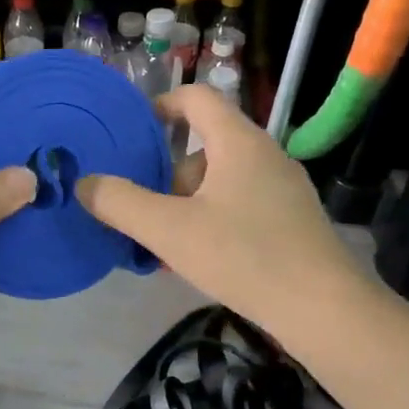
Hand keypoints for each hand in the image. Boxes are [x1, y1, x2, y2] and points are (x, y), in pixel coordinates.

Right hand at [76, 84, 360, 339]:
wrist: (325, 310)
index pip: (196, 97)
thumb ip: (121, 203)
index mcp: (238, 141)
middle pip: (203, 144)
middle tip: (139, 204)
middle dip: (166, 172)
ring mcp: (283, 188)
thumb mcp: (170, 230)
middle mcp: (264, 154)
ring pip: (220, 179)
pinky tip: (197, 258)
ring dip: (186, 201)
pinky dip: (211, 219)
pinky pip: (239, 204)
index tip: (130, 132)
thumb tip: (84, 183)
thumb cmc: (244, 256)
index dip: (159, 106)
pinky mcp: (291, 220)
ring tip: (162, 241)